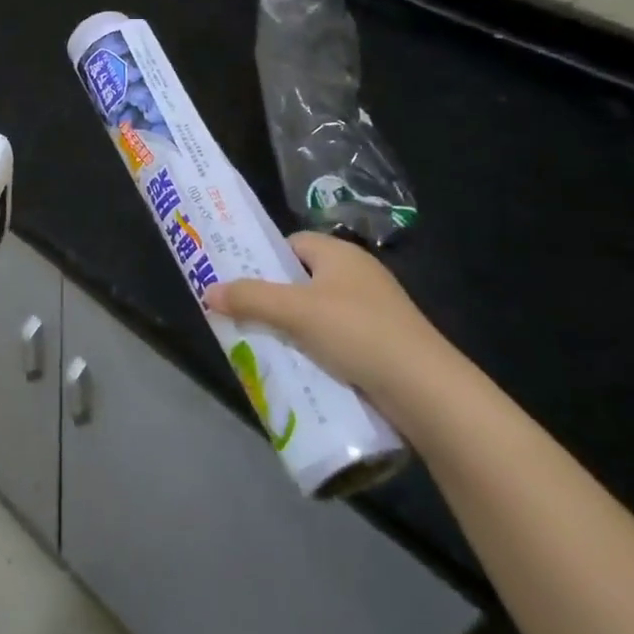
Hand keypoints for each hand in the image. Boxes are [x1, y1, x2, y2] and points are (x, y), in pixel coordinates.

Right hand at [205, 232, 448, 402]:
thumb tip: (208, 290)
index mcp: (340, 254)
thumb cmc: (356, 332)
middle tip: (244, 316)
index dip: (265, 259)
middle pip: (302, 279)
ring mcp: (374, 311)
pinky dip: (317, 350)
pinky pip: (337, 339)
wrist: (426, 390)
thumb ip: (249, 298)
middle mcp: (358, 275)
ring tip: (265, 346)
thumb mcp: (294, 311)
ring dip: (293, 328)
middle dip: (273, 298)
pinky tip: (302, 369)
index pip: (292, 243)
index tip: (240, 282)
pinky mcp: (383, 344)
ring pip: (318, 312)